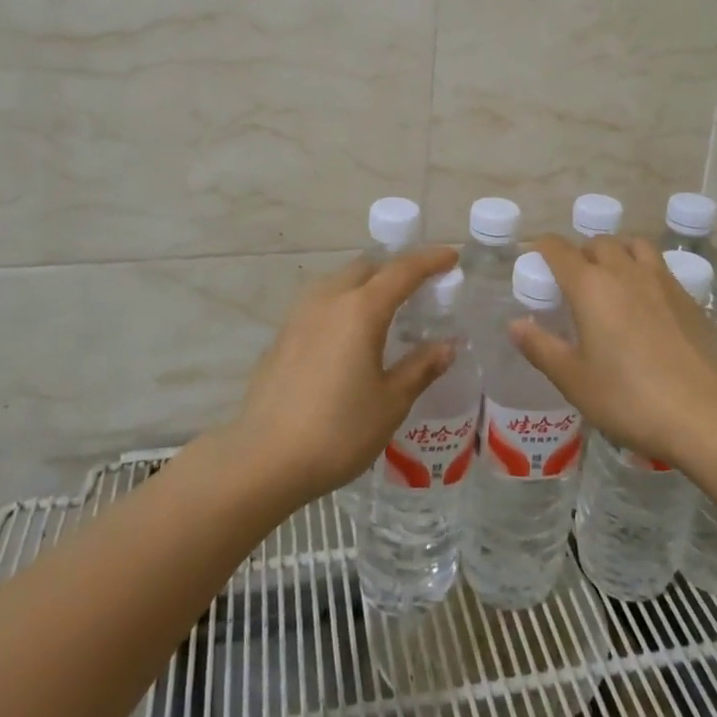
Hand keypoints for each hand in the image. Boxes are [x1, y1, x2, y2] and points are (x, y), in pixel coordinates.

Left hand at [225, 246, 458, 504]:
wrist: (264, 459)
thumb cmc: (338, 431)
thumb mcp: (391, 402)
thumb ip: (421, 367)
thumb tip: (447, 345)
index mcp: (360, 310)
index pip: (402, 271)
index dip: (430, 260)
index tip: (452, 257)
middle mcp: (328, 300)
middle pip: (368, 267)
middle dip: (397, 268)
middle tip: (422, 285)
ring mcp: (300, 315)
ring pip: (340, 281)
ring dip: (367, 283)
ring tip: (387, 307)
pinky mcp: (283, 335)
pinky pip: (322, 303)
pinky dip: (345, 303)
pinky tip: (350, 333)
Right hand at [509, 235, 716, 467]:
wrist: (704, 414)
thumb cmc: (628, 398)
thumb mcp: (573, 379)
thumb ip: (541, 348)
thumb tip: (515, 324)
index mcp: (590, 286)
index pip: (559, 249)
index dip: (542, 248)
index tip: (534, 259)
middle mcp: (625, 272)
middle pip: (598, 242)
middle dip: (580, 252)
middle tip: (572, 280)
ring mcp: (662, 281)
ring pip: (634, 245)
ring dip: (617, 252)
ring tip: (611, 278)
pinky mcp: (689, 298)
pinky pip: (660, 267)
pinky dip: (644, 270)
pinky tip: (646, 302)